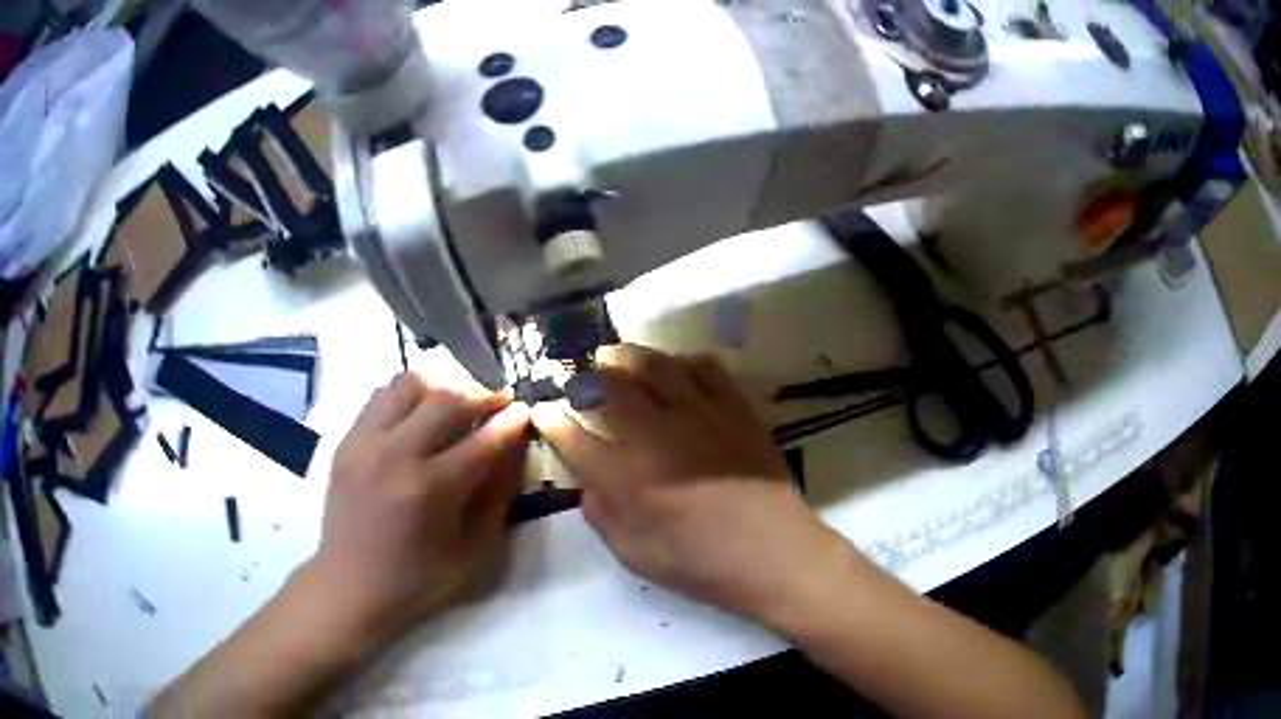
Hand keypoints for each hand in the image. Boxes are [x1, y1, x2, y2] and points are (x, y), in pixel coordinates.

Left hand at [306, 372, 529, 645]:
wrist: (351, 585)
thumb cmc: (419, 579)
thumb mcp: (474, 552)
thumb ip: (497, 497)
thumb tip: (513, 450)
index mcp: (430, 490)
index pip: (482, 440)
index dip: (511, 421)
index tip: (526, 410)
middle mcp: (396, 454)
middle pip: (447, 398)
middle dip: (483, 392)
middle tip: (500, 398)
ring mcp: (365, 441)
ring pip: (410, 383)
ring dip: (443, 384)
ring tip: (459, 398)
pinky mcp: (347, 439)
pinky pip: (382, 395)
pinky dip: (409, 394)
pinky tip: (421, 411)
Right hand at [532, 345, 847, 622]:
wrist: (775, 554)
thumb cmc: (703, 565)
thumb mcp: (636, 556)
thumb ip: (602, 516)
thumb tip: (587, 483)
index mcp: (626, 478)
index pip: (572, 436)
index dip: (550, 419)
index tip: (542, 410)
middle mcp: (656, 436)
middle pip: (607, 386)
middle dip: (581, 375)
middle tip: (575, 376)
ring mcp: (699, 415)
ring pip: (652, 366)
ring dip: (624, 357)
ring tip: (612, 356)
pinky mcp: (735, 408)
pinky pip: (704, 368)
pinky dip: (681, 362)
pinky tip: (674, 371)